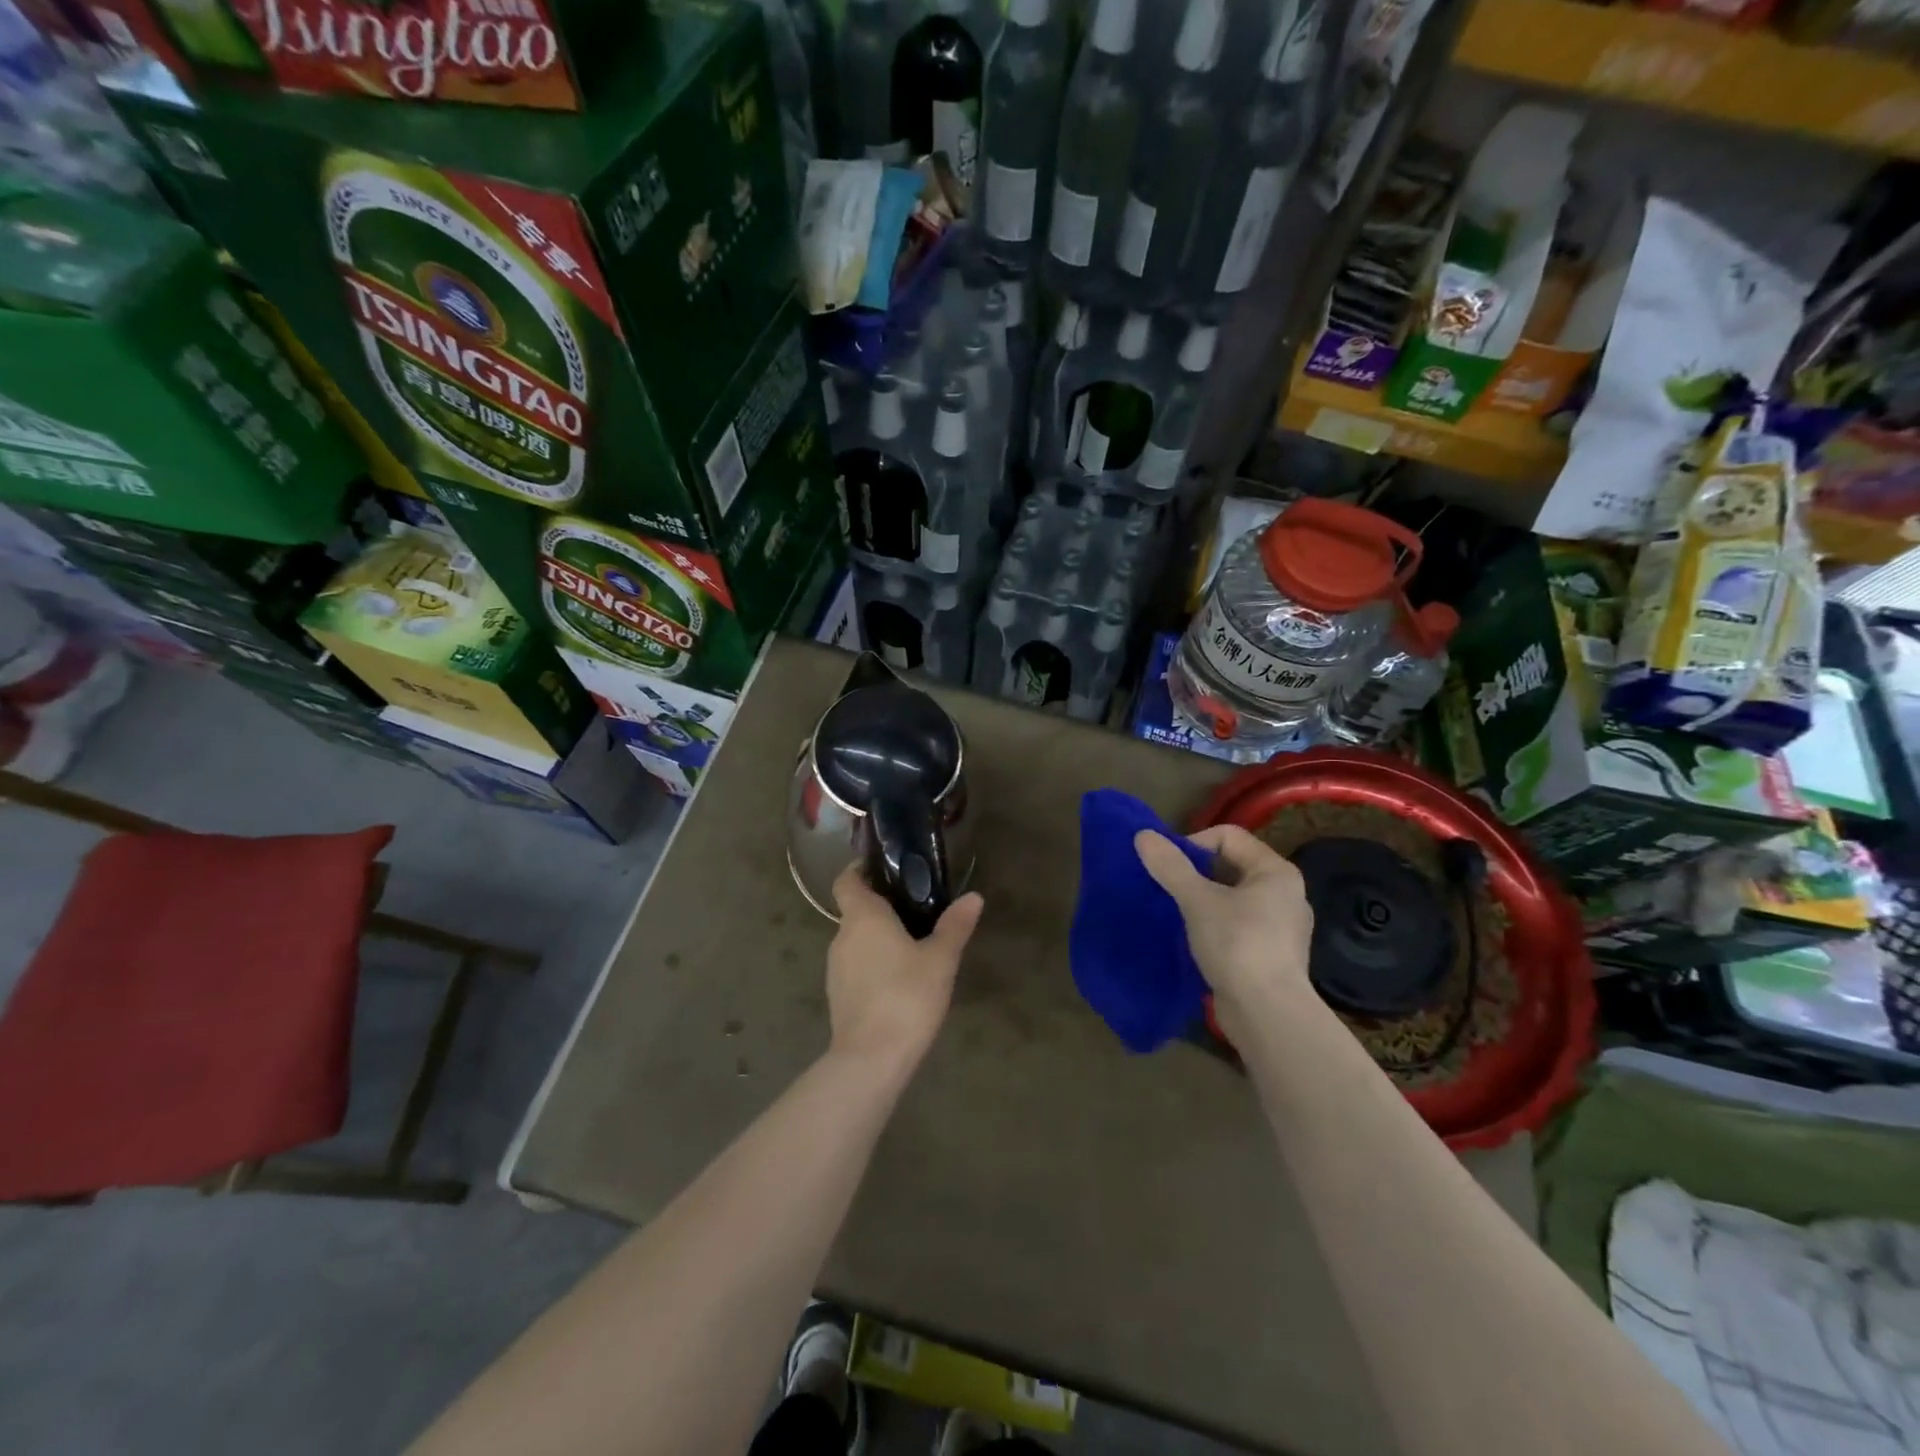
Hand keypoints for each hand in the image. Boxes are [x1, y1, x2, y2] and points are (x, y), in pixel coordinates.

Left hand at [826, 863, 984, 1079]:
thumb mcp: (940, 960)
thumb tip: (973, 897)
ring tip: (912, 944)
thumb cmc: (906, 997)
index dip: (859, 870)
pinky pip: (855, 966)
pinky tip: (899, 980)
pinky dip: (872, 964)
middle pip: (854, 910)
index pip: (846, 880)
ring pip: (855, 940)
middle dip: (880, 907)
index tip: (883, 868)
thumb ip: (955, 926)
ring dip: (877, 938)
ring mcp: (835, 968)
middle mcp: (842, 936)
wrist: (871, 1059)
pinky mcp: (837, 996)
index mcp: (862, 917)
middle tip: (915, 908)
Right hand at [1134, 825, 1314, 1035]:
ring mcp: (1280, 927)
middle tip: (1168, 889)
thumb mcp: (1197, 900)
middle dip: (1196, 873)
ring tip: (1176, 914)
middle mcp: (1285, 894)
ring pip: (1232, 898)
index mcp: (1276, 872)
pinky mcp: (1270, 955)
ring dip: (1202, 901)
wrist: (1268, 1014)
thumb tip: (1143, 835)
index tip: (1170, 868)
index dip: (1194, 844)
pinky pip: (1236, 925)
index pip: (1229, 836)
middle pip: (1231, 865)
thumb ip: (1170, 866)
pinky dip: (1213, 926)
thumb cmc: (1237, 945)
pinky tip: (1193, 940)